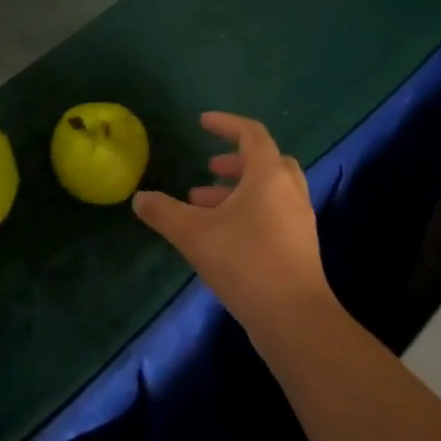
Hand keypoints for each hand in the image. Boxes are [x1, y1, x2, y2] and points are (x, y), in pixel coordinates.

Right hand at [132, 112, 332, 332]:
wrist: (294, 317)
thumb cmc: (244, 262)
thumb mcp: (193, 234)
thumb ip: (164, 212)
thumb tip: (139, 198)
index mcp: (269, 176)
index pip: (251, 134)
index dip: (226, 124)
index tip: (202, 123)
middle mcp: (290, 191)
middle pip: (266, 161)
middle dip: (235, 162)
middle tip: (208, 170)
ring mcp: (300, 220)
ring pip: (270, 190)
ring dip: (239, 190)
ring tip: (204, 205)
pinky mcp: (301, 247)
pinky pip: (274, 214)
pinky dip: (250, 212)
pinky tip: (225, 236)